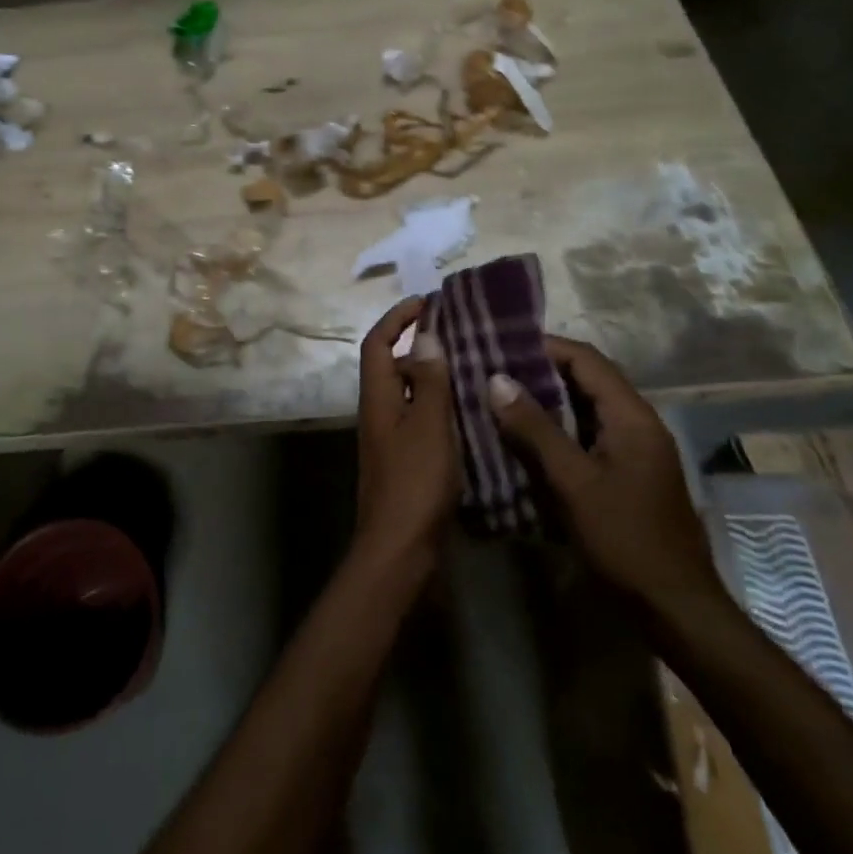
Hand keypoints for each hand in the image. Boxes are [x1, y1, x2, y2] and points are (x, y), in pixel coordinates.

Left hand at [353, 297, 459, 569]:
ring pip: (410, 394)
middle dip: (421, 347)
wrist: (399, 550)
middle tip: (462, 338)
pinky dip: (441, 409)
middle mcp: (378, 412)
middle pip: (393, 366)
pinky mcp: (405, 461)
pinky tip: (472, 414)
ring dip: (435, 378)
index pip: (378, 343)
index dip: (397, 318)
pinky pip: (422, 420)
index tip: (426, 303)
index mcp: (377, 398)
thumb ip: (428, 382)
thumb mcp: (428, 426)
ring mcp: (391, 438)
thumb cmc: (414, 483)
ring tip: (475, 370)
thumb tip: (425, 336)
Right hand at [486, 336, 722, 616]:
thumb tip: (496, 379)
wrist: (675, 607)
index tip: (500, 344)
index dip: (544, 346)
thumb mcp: (573, 482)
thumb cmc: (625, 539)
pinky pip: (587, 435)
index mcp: (632, 416)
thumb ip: (535, 429)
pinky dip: (556, 429)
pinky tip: (524, 439)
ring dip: (546, 401)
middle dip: (540, 371)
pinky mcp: (627, 473)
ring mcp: (634, 450)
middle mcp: (637, 423)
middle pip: (586, 380)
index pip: (586, 359)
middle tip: (492, 370)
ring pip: (585, 409)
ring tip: (499, 398)